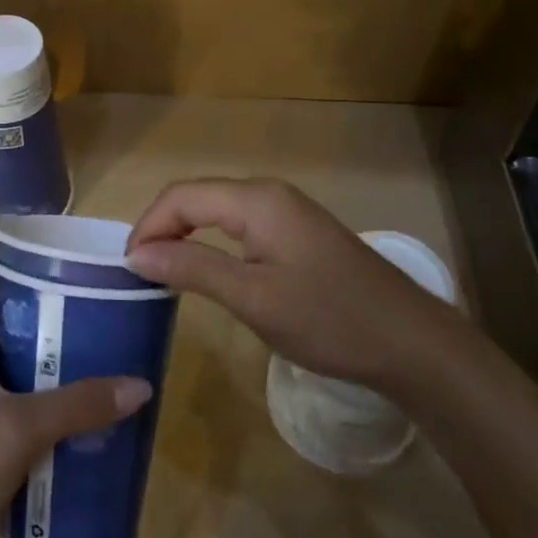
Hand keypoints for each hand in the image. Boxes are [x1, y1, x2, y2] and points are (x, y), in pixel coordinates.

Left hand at [0, 233, 152, 537]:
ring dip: (40, 360)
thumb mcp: (20, 431)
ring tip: (88, 358)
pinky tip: (70, 420)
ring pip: (3, 366)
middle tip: (82, 306)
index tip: (19, 235)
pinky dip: (36, 402)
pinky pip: (7, 406)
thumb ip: (79, 406)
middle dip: (34, 308)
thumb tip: (139, 384)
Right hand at [124, 178, 460, 387]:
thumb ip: (192, 268)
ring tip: (163, 271)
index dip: (147, 225)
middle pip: (197, 197)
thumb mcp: (253, 298)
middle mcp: (269, 193)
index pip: (181, 196)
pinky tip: (207, 269)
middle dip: (162, 227)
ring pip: (218, 209)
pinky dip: (212, 241)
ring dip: (185, 234)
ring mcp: (287, 210)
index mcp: (256, 199)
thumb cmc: (329, 320)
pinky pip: (240, 224)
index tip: (126, 266)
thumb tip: (136, 253)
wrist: (412, 344)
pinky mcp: (298, 232)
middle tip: (139, 270)